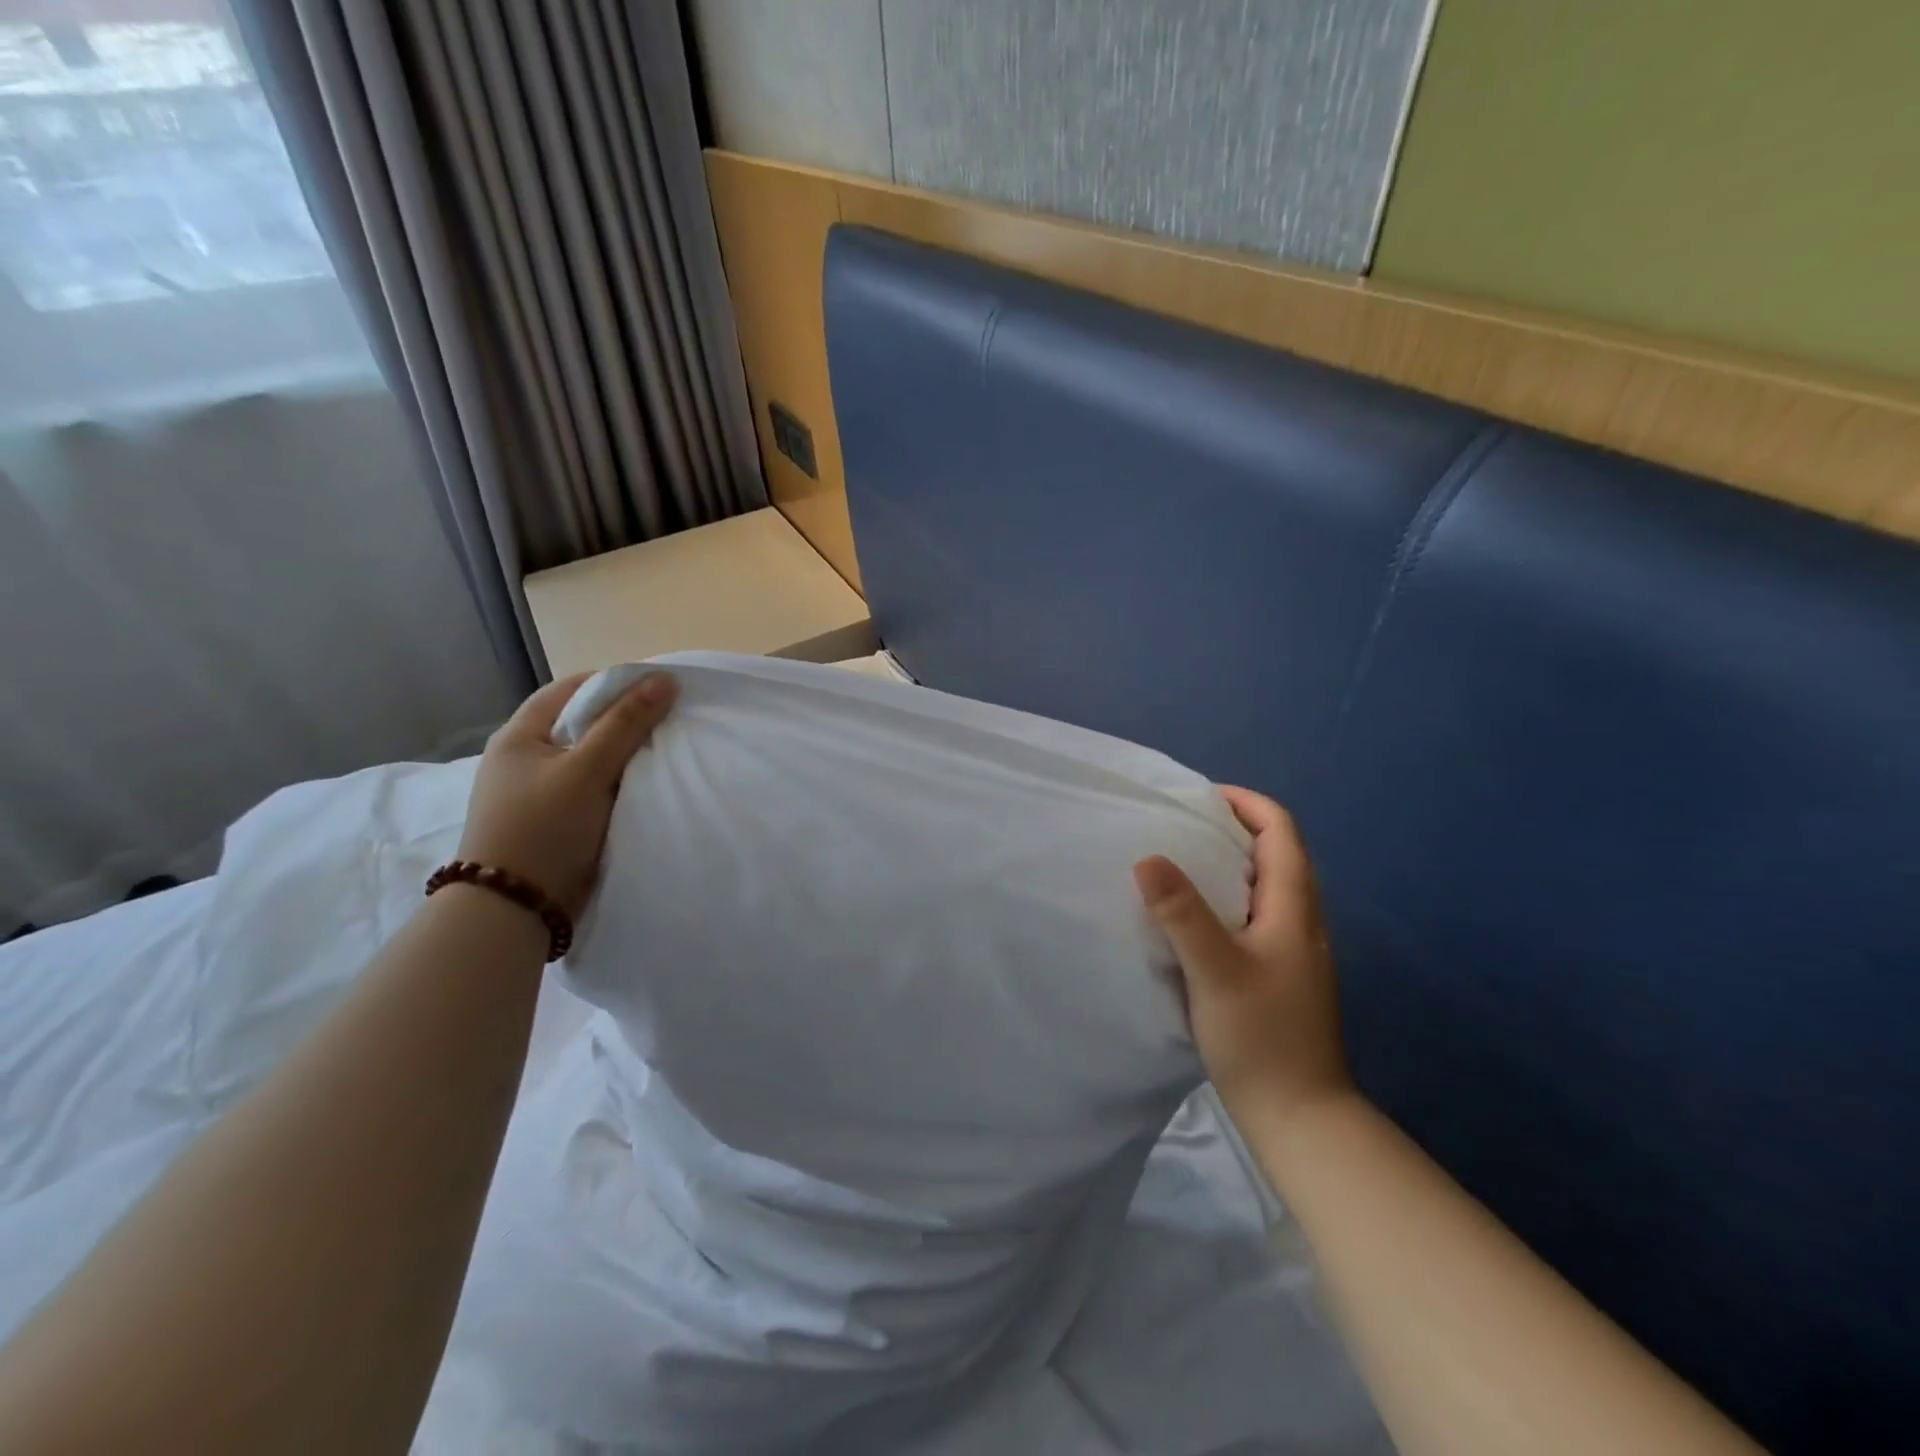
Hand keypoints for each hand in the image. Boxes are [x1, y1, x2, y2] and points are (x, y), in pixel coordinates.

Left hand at [456, 670, 677, 918]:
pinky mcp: (556, 821)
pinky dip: (620, 784)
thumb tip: (664, 679)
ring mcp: (540, 792)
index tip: (657, 689)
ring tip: (666, 751)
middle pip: (583, 724)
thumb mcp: (587, 770)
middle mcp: (526, 759)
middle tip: (669, 721)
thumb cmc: (544, 828)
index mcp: (520, 736)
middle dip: (625, 721)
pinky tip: (646, 786)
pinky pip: (595, 789)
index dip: (614, 684)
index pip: (572, 690)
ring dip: (625, 756)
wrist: (516, 909)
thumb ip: (625, 724)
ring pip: (592, 759)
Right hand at [1135, 786, 1352, 1120]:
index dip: (1246, 803)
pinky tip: (1194, 918)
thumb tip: (1148, 857)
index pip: (1281, 831)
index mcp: (1294, 909)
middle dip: (1234, 827)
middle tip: (1181, 825)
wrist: (1300, 1117)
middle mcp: (1301, 922)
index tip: (1199, 797)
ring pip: (1266, 886)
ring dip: (1230, 862)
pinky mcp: (1281, 975)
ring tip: (1180, 862)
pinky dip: (1227, 897)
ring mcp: (1294, 951)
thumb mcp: (1215, 970)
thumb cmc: (1261, 1038)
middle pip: (1277, 853)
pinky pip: (1256, 915)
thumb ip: (1182, 913)